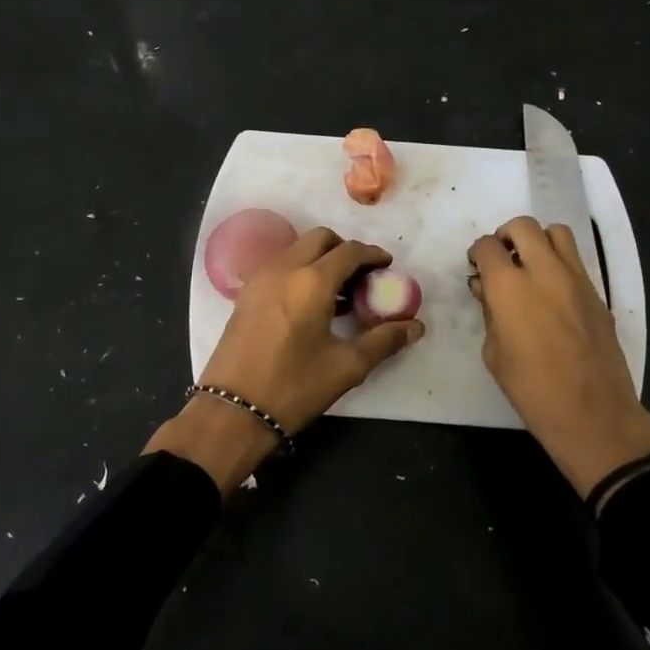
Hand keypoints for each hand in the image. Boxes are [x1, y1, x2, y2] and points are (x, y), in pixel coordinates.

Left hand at [149, 227, 425, 491]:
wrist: (233, 411)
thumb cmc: (294, 387)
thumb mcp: (347, 366)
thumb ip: (384, 341)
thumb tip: (415, 327)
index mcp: (312, 281)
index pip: (350, 251)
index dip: (373, 255)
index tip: (387, 267)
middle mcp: (284, 268)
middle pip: (320, 239)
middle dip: (345, 249)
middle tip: (362, 275)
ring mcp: (260, 278)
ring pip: (297, 249)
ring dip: (321, 258)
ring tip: (339, 292)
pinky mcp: (245, 294)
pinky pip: (279, 266)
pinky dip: (299, 270)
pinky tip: (310, 304)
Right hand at [468, 216, 649, 498]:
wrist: (592, 413)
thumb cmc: (531, 389)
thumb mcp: (494, 353)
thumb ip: (489, 312)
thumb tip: (486, 289)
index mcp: (509, 286)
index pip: (488, 246)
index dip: (478, 253)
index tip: (476, 267)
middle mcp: (544, 271)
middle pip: (523, 226)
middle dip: (506, 236)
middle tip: (501, 259)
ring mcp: (576, 279)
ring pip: (557, 233)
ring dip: (538, 240)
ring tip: (530, 265)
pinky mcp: (597, 293)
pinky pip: (576, 260)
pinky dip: (559, 262)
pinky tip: (552, 291)